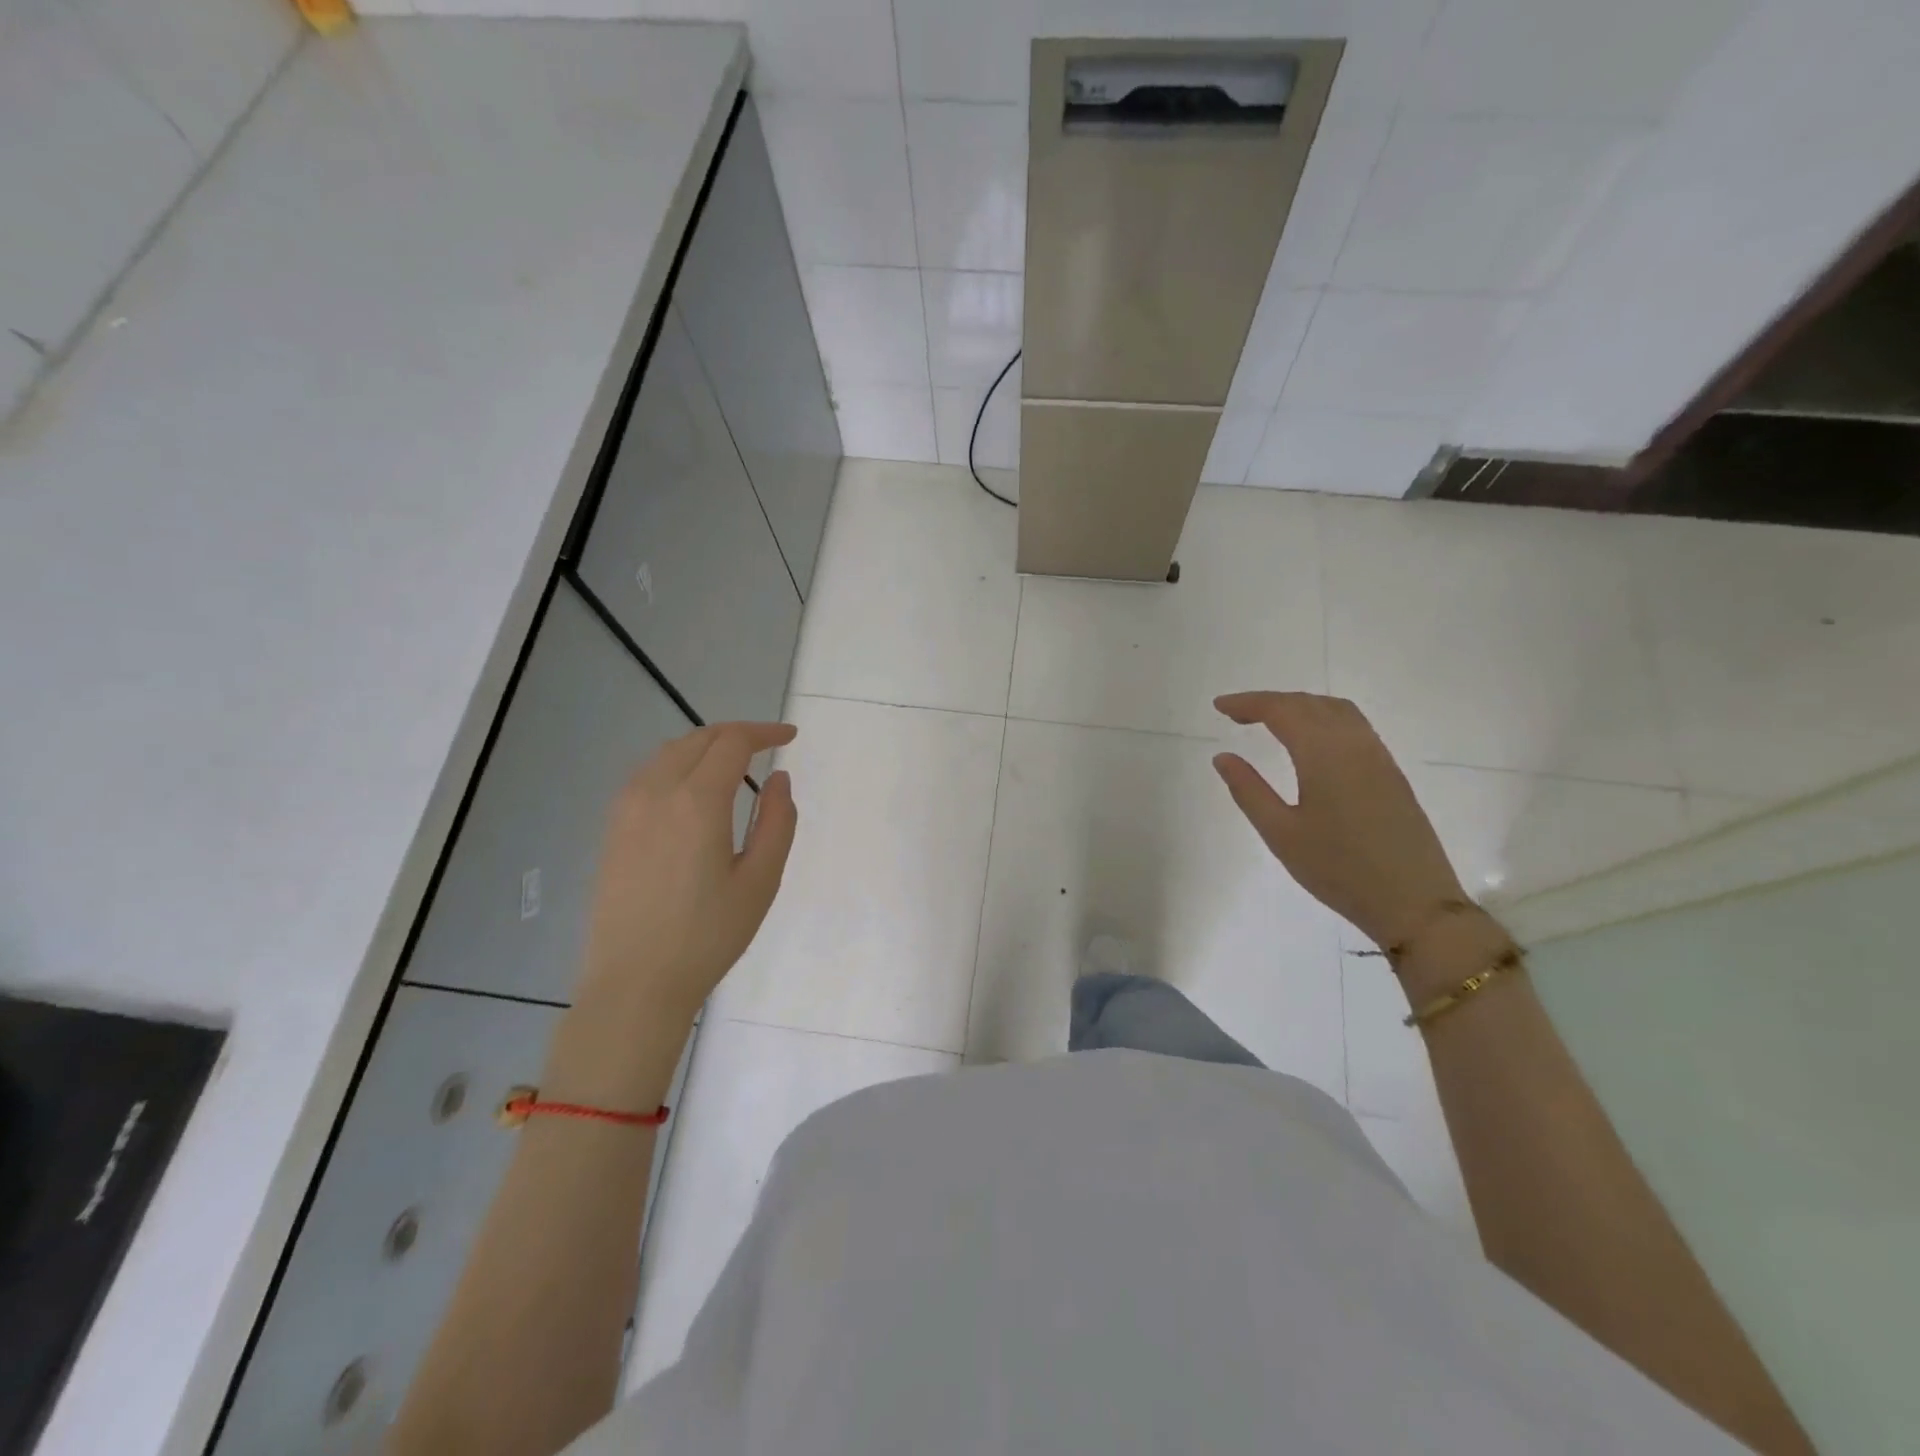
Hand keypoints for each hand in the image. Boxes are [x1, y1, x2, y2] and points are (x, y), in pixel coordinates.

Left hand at [575, 722, 797, 1028]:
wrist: (635, 983)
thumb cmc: (708, 935)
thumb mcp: (761, 880)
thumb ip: (777, 821)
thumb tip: (779, 779)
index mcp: (697, 801)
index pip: (732, 743)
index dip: (764, 733)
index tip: (789, 737)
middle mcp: (656, 792)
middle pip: (698, 739)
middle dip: (736, 734)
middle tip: (766, 745)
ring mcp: (626, 809)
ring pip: (668, 753)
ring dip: (704, 746)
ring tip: (733, 762)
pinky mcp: (612, 828)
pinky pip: (647, 775)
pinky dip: (677, 764)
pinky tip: (692, 789)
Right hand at [1211, 692, 1464, 948]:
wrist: (1414, 902)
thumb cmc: (1339, 870)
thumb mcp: (1281, 834)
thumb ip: (1248, 790)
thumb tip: (1223, 756)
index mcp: (1324, 755)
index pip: (1281, 710)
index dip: (1248, 703)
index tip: (1219, 706)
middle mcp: (1354, 745)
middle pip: (1309, 704)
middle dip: (1270, 702)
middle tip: (1236, 714)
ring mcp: (1378, 757)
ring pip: (1336, 710)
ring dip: (1299, 706)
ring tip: (1270, 721)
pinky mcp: (1391, 773)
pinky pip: (1354, 726)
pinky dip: (1323, 718)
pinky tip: (1310, 741)